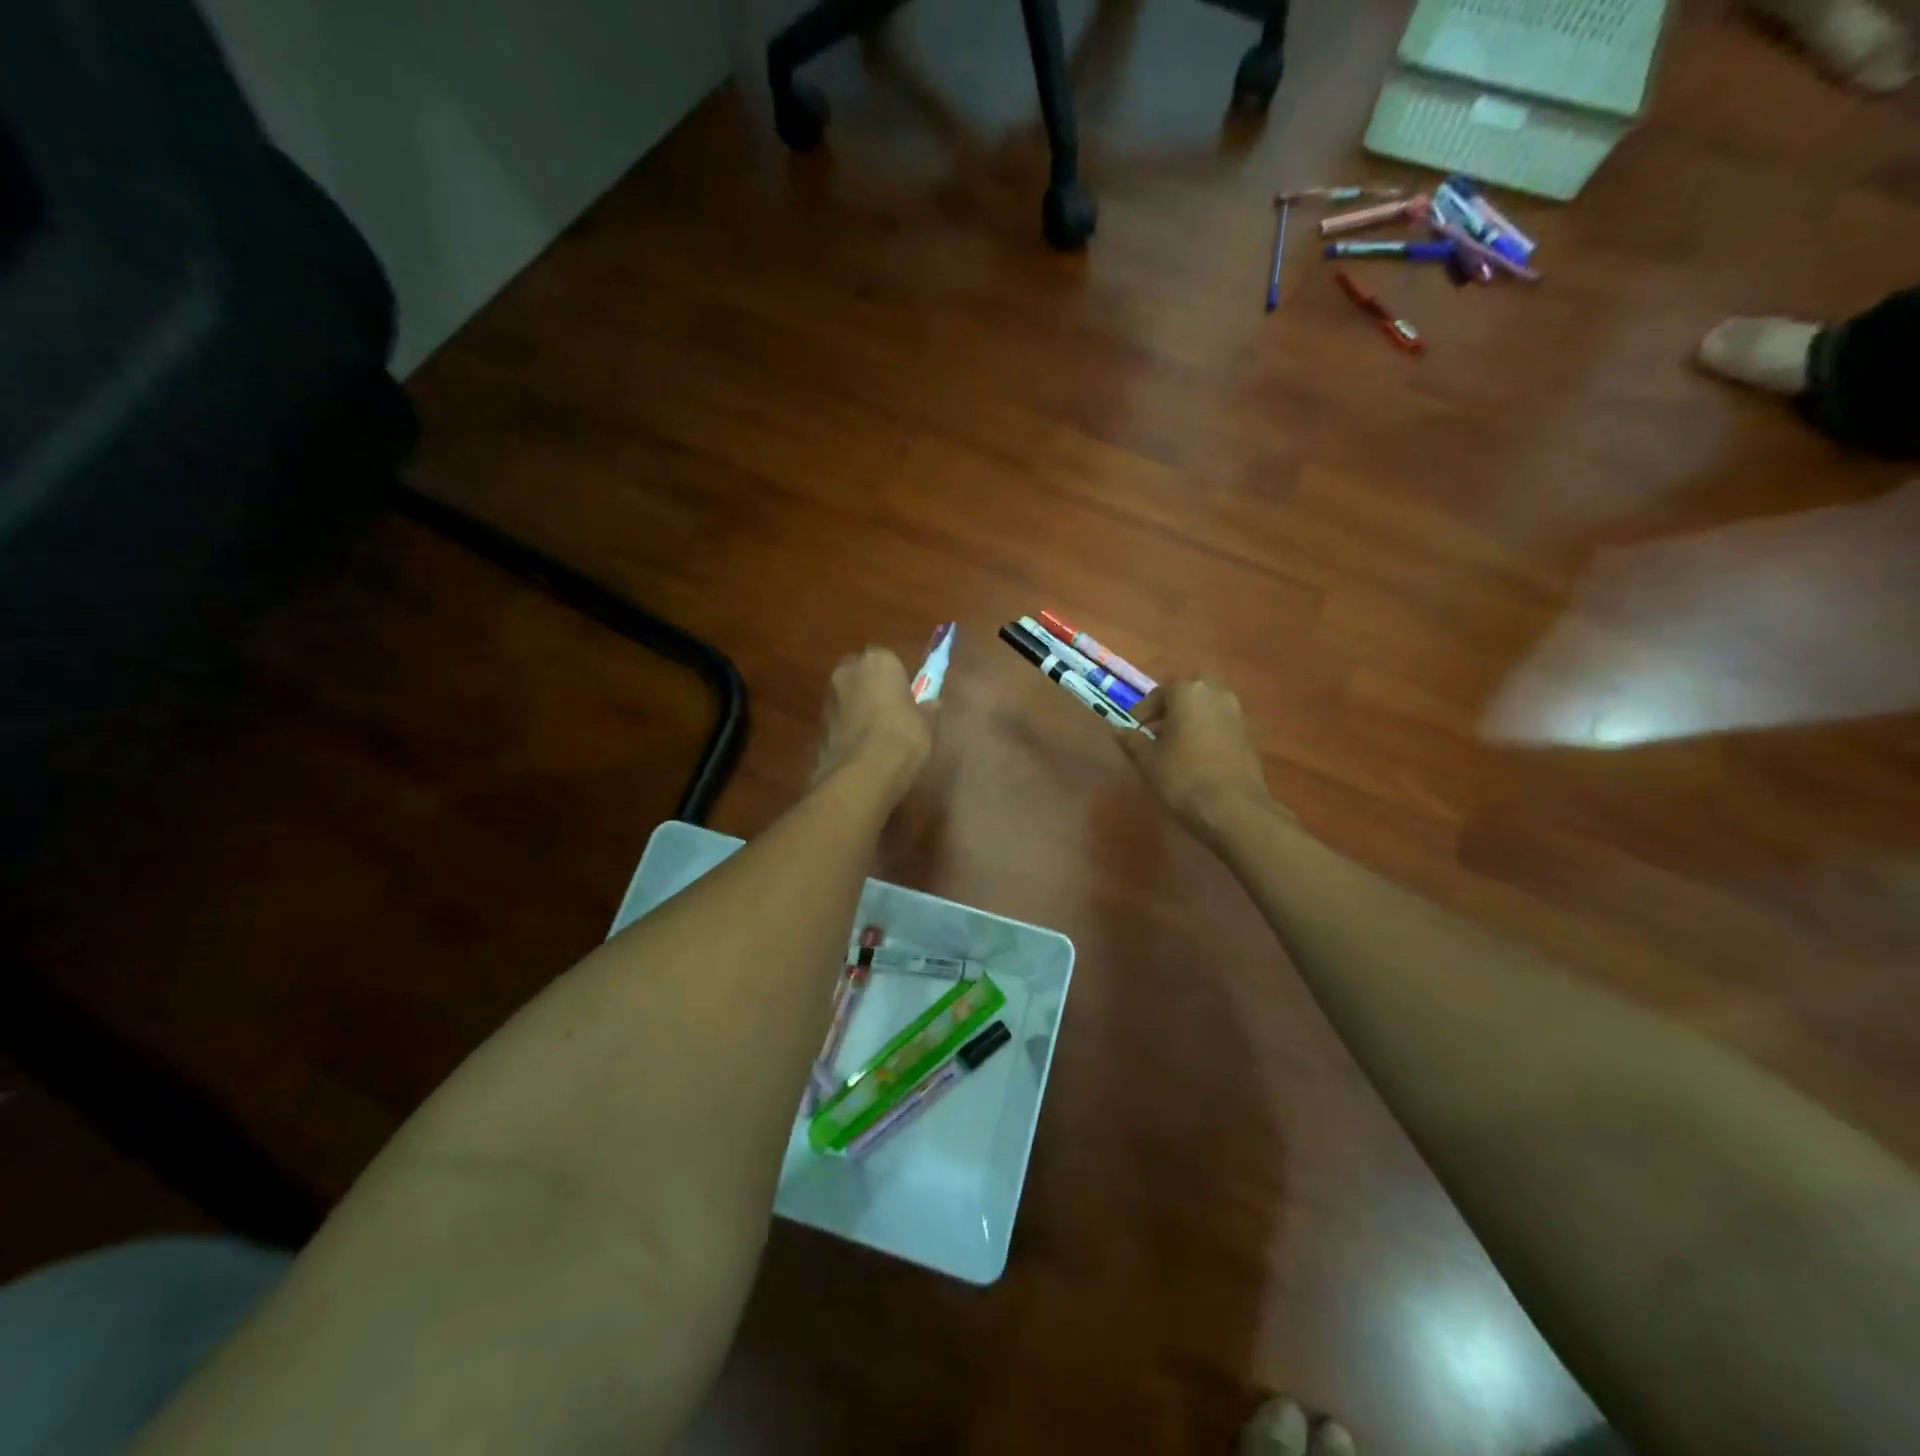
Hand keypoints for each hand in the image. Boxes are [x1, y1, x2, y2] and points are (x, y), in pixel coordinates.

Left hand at [813, 647, 935, 801]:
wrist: (861, 775)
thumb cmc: (902, 739)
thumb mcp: (927, 725)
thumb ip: (928, 709)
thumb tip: (931, 703)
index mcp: (878, 662)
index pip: (888, 659)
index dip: (898, 678)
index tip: (908, 696)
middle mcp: (848, 671)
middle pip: (862, 673)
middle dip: (873, 687)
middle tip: (891, 711)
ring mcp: (829, 697)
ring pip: (847, 696)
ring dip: (858, 707)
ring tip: (876, 734)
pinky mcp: (818, 724)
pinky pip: (839, 719)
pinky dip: (847, 727)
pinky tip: (861, 748)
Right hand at [1118, 678, 1286, 843]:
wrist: (1234, 809)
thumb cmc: (1183, 778)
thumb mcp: (1148, 761)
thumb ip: (1132, 741)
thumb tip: (1118, 730)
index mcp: (1188, 693)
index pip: (1161, 692)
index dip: (1144, 710)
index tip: (1134, 727)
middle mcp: (1216, 695)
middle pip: (1190, 692)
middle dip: (1173, 706)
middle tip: (1158, 729)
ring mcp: (1237, 714)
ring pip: (1209, 707)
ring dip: (1192, 718)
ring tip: (1175, 745)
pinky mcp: (1250, 736)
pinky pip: (1222, 724)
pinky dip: (1208, 732)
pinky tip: (1197, 757)